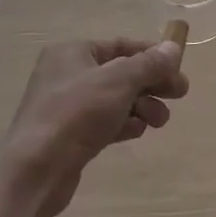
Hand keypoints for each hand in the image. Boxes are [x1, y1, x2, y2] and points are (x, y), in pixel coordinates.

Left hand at [0, 38, 189, 216]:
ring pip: (115, 100)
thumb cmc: (76, 114)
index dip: (152, 54)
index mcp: (73, 53)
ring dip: (142, 106)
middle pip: (120, 73)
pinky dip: (124, 124)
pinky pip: (104, 122)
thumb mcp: (119, 82)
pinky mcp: (70, 136)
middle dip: (151, 83)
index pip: (121, 45)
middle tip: (180, 95)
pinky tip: (138, 132)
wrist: (35, 171)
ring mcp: (67, 107)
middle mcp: (67, 75)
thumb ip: (149, 64)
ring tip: (160, 121)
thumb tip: (174, 48)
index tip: (178, 68)